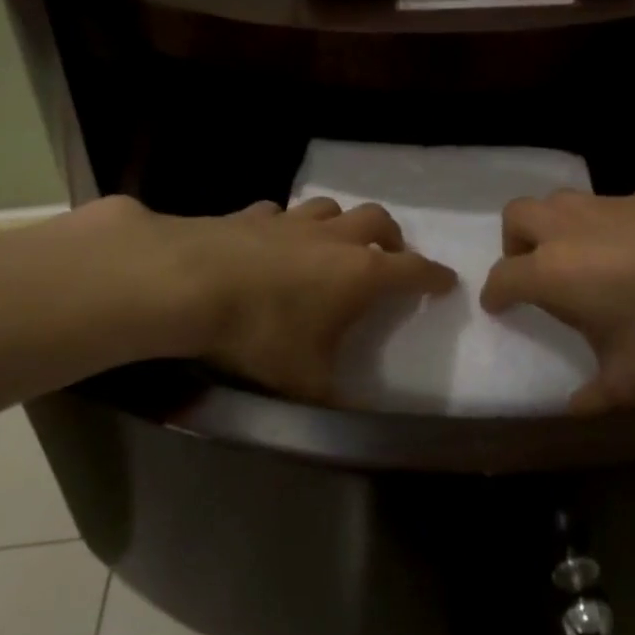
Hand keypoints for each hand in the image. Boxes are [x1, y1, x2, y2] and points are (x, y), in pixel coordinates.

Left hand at [0, 194, 455, 401]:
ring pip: (331, 208)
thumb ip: (336, 402)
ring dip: (341, 224)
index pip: (413, 270)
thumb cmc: (259, 333)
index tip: (447, 281)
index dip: (434, 275)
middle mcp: (333, 238)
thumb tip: (360, 427)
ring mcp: (291, 220)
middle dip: (391, 237)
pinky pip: (279, 213)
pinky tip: (272, 240)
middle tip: (389, 256)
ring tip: (335, 244)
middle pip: (378, 221)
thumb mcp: (303, 383)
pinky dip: (286, 225)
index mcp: (360, 274)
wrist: (187, 283)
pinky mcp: (251, 214)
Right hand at [480, 181, 634, 412]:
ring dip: (553, 224)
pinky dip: (602, 223)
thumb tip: (573, 410)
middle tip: (533, 269)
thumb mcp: (632, 379)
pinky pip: (605, 203)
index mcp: (551, 271)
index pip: (503, 276)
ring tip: (578, 255)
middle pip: (516, 216)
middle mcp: (567, 228)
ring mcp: (604, 204)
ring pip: (557, 200)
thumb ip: (594, 397)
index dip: (495, 293)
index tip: (499, 306)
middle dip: (514, 242)